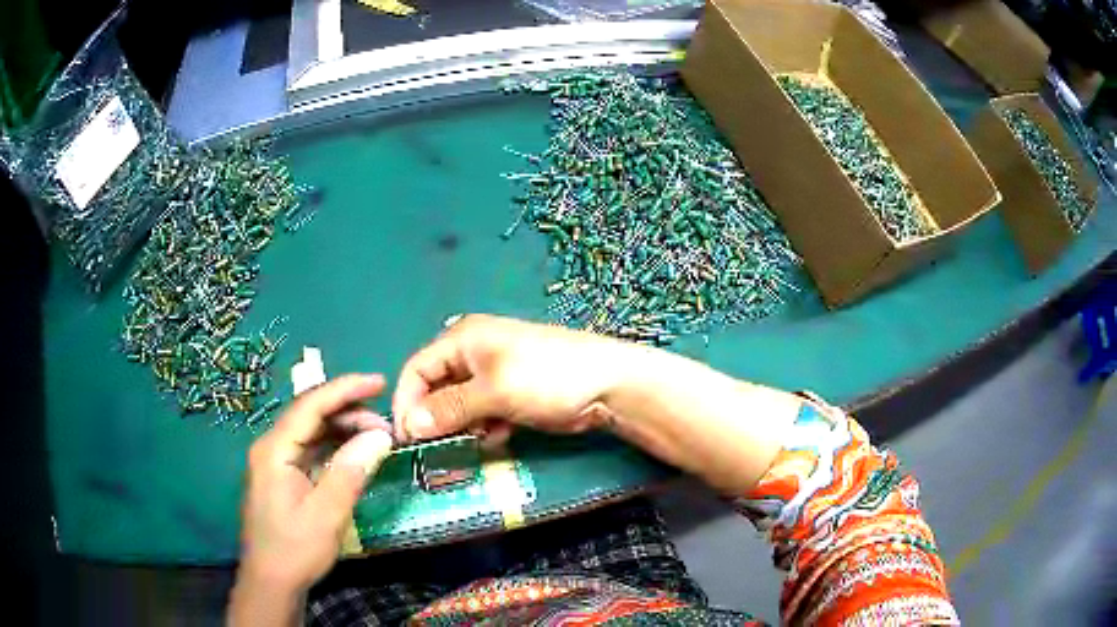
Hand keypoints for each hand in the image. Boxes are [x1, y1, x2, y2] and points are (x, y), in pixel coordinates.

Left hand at [230, 375, 394, 624]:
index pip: (311, 405)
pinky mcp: (281, 476)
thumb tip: (379, 436)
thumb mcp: (327, 514)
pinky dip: (333, 446)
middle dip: (348, 410)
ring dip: (342, 429)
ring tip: (376, 437)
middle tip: (385, 422)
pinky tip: (354, 453)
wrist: (271, 581)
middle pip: (309, 414)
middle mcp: (271, 447)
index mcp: (275, 449)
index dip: (345, 389)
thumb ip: (350, 471)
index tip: (380, 382)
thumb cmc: (296, 549)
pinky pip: (309, 449)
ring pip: (310, 431)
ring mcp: (274, 461)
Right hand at [392, 314, 625, 445]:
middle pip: (436, 388)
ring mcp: (493, 375)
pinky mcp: (509, 394)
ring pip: (459, 405)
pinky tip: (499, 437)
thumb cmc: (546, 378)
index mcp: (462, 340)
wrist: (607, 384)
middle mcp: (472, 354)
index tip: (406, 438)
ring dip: (462, 426)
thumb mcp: (494, 392)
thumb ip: (449, 408)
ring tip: (475, 442)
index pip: (417, 370)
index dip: (407, 403)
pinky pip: (482, 413)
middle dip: (435, 418)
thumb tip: (409, 426)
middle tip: (437, 449)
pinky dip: (484, 427)